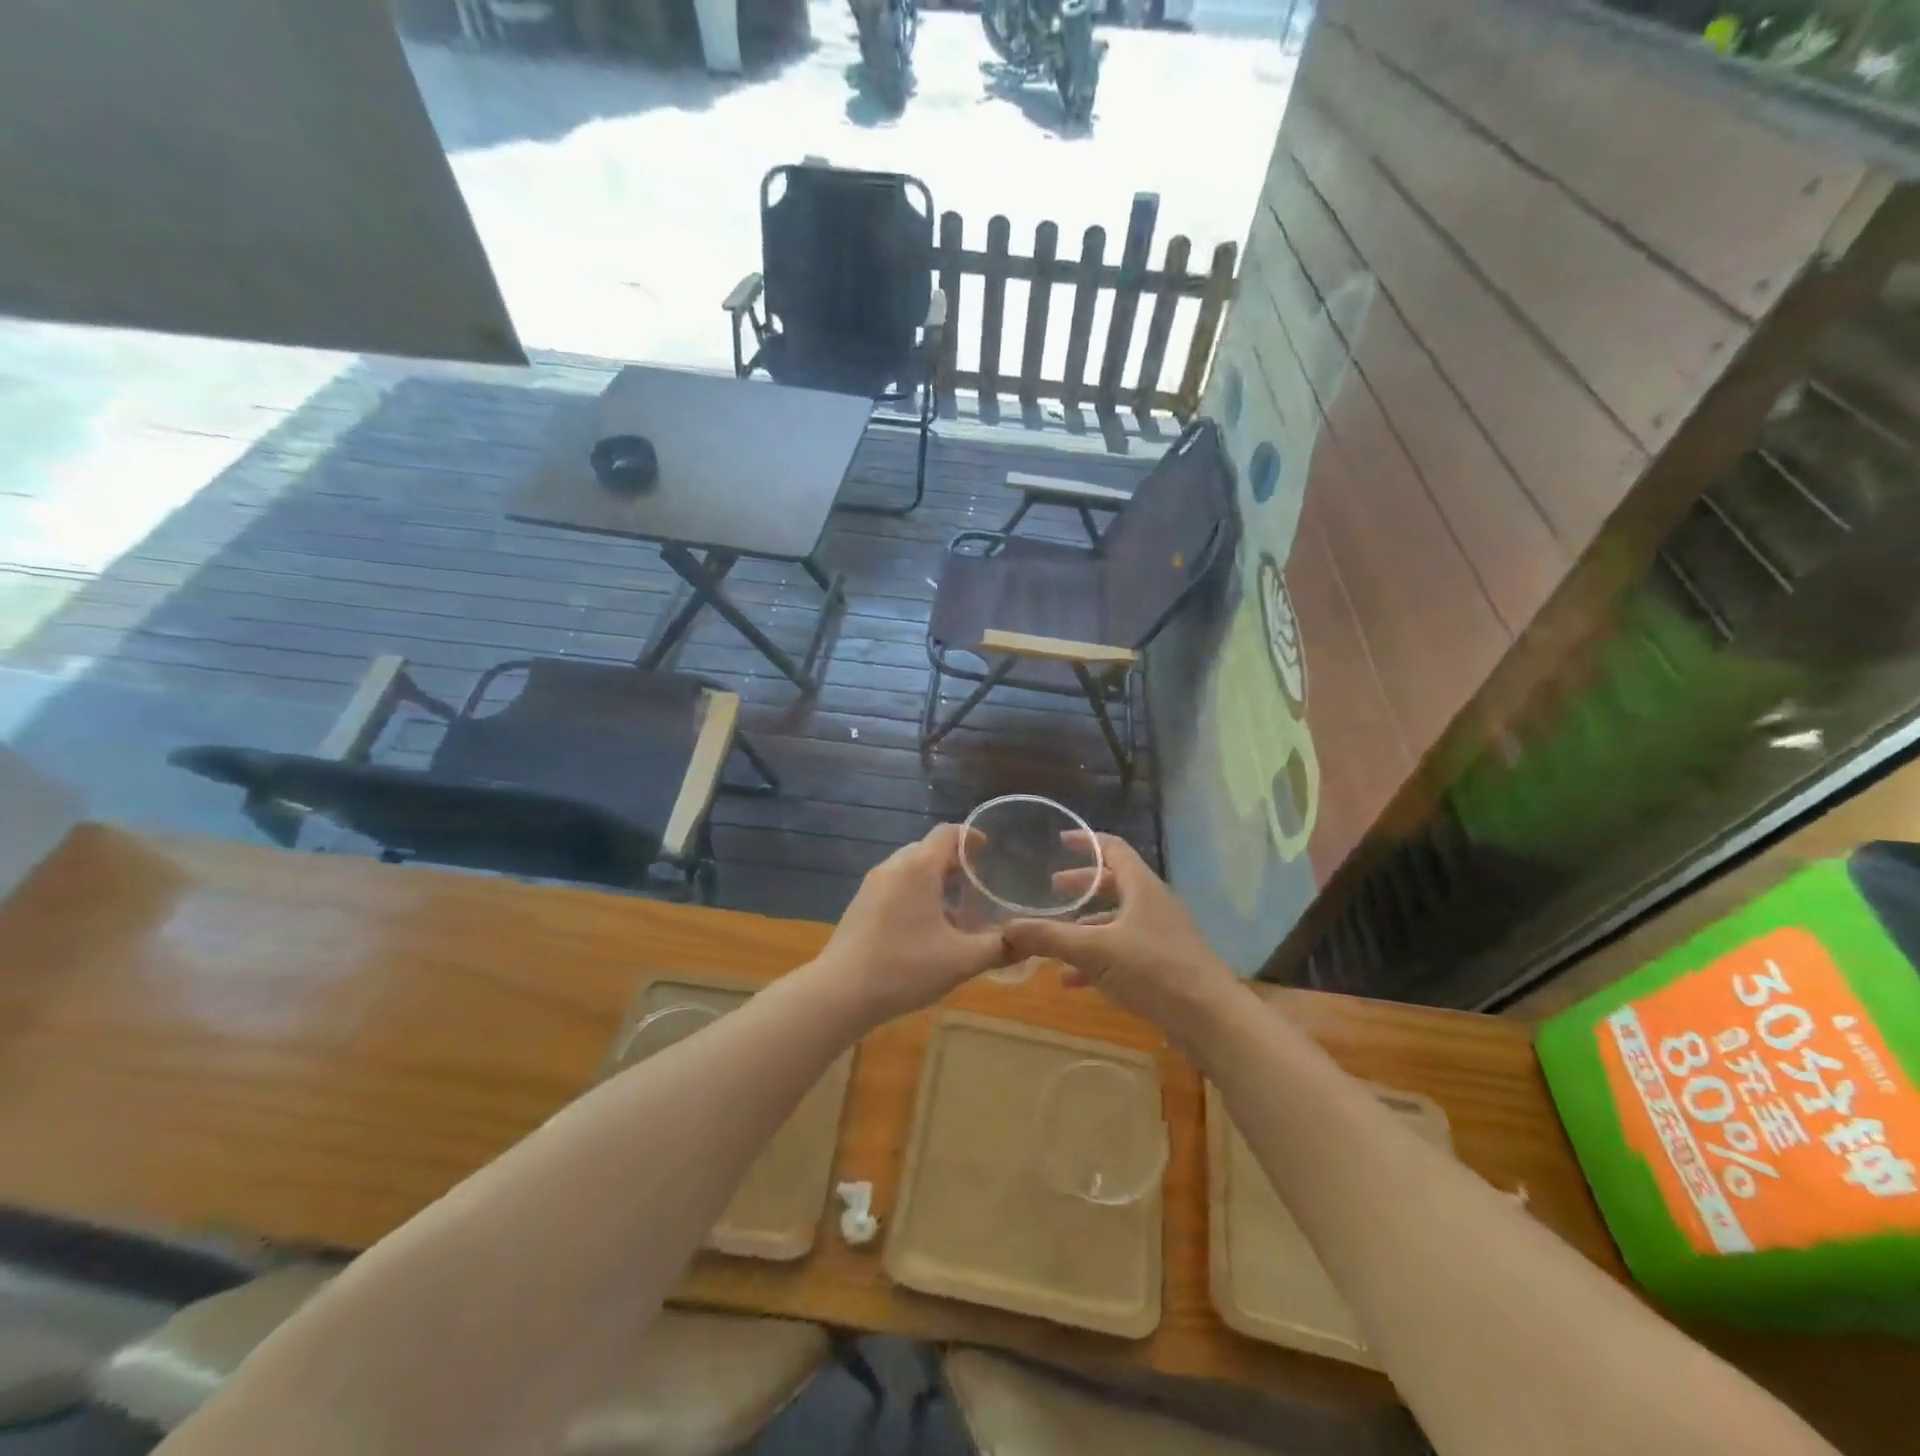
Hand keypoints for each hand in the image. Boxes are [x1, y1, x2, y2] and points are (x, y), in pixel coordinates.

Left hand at [813, 823, 1011, 1025]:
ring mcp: (872, 885)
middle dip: (955, 863)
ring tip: (956, 912)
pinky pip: (895, 886)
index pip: (948, 833)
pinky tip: (925, 929)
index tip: (990, 851)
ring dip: (935, 881)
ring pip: (910, 869)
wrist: (839, 993)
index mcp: (918, 868)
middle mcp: (893, 867)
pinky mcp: (860, 905)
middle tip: (979, 886)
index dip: (972, 837)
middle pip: (929, 850)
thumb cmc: (904, 968)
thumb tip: (1030, 940)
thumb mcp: (960, 960)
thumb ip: (998, 947)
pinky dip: (915, 894)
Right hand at [1003, 834, 1241, 1041]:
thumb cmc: (1154, 970)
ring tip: (1054, 938)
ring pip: (1116, 921)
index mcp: (1141, 887)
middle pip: (1114, 884)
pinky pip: (1123, 952)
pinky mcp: (1163, 966)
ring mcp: (1160, 936)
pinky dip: (1097, 959)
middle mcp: (1152, 904)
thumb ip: (1049, 938)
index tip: (1060, 840)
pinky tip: (1071, 981)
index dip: (1086, 841)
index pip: (1113, 848)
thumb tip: (1005, 929)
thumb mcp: (1094, 951)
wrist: (1210, 1019)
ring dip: (1086, 926)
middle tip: (1053, 890)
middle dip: (1082, 887)